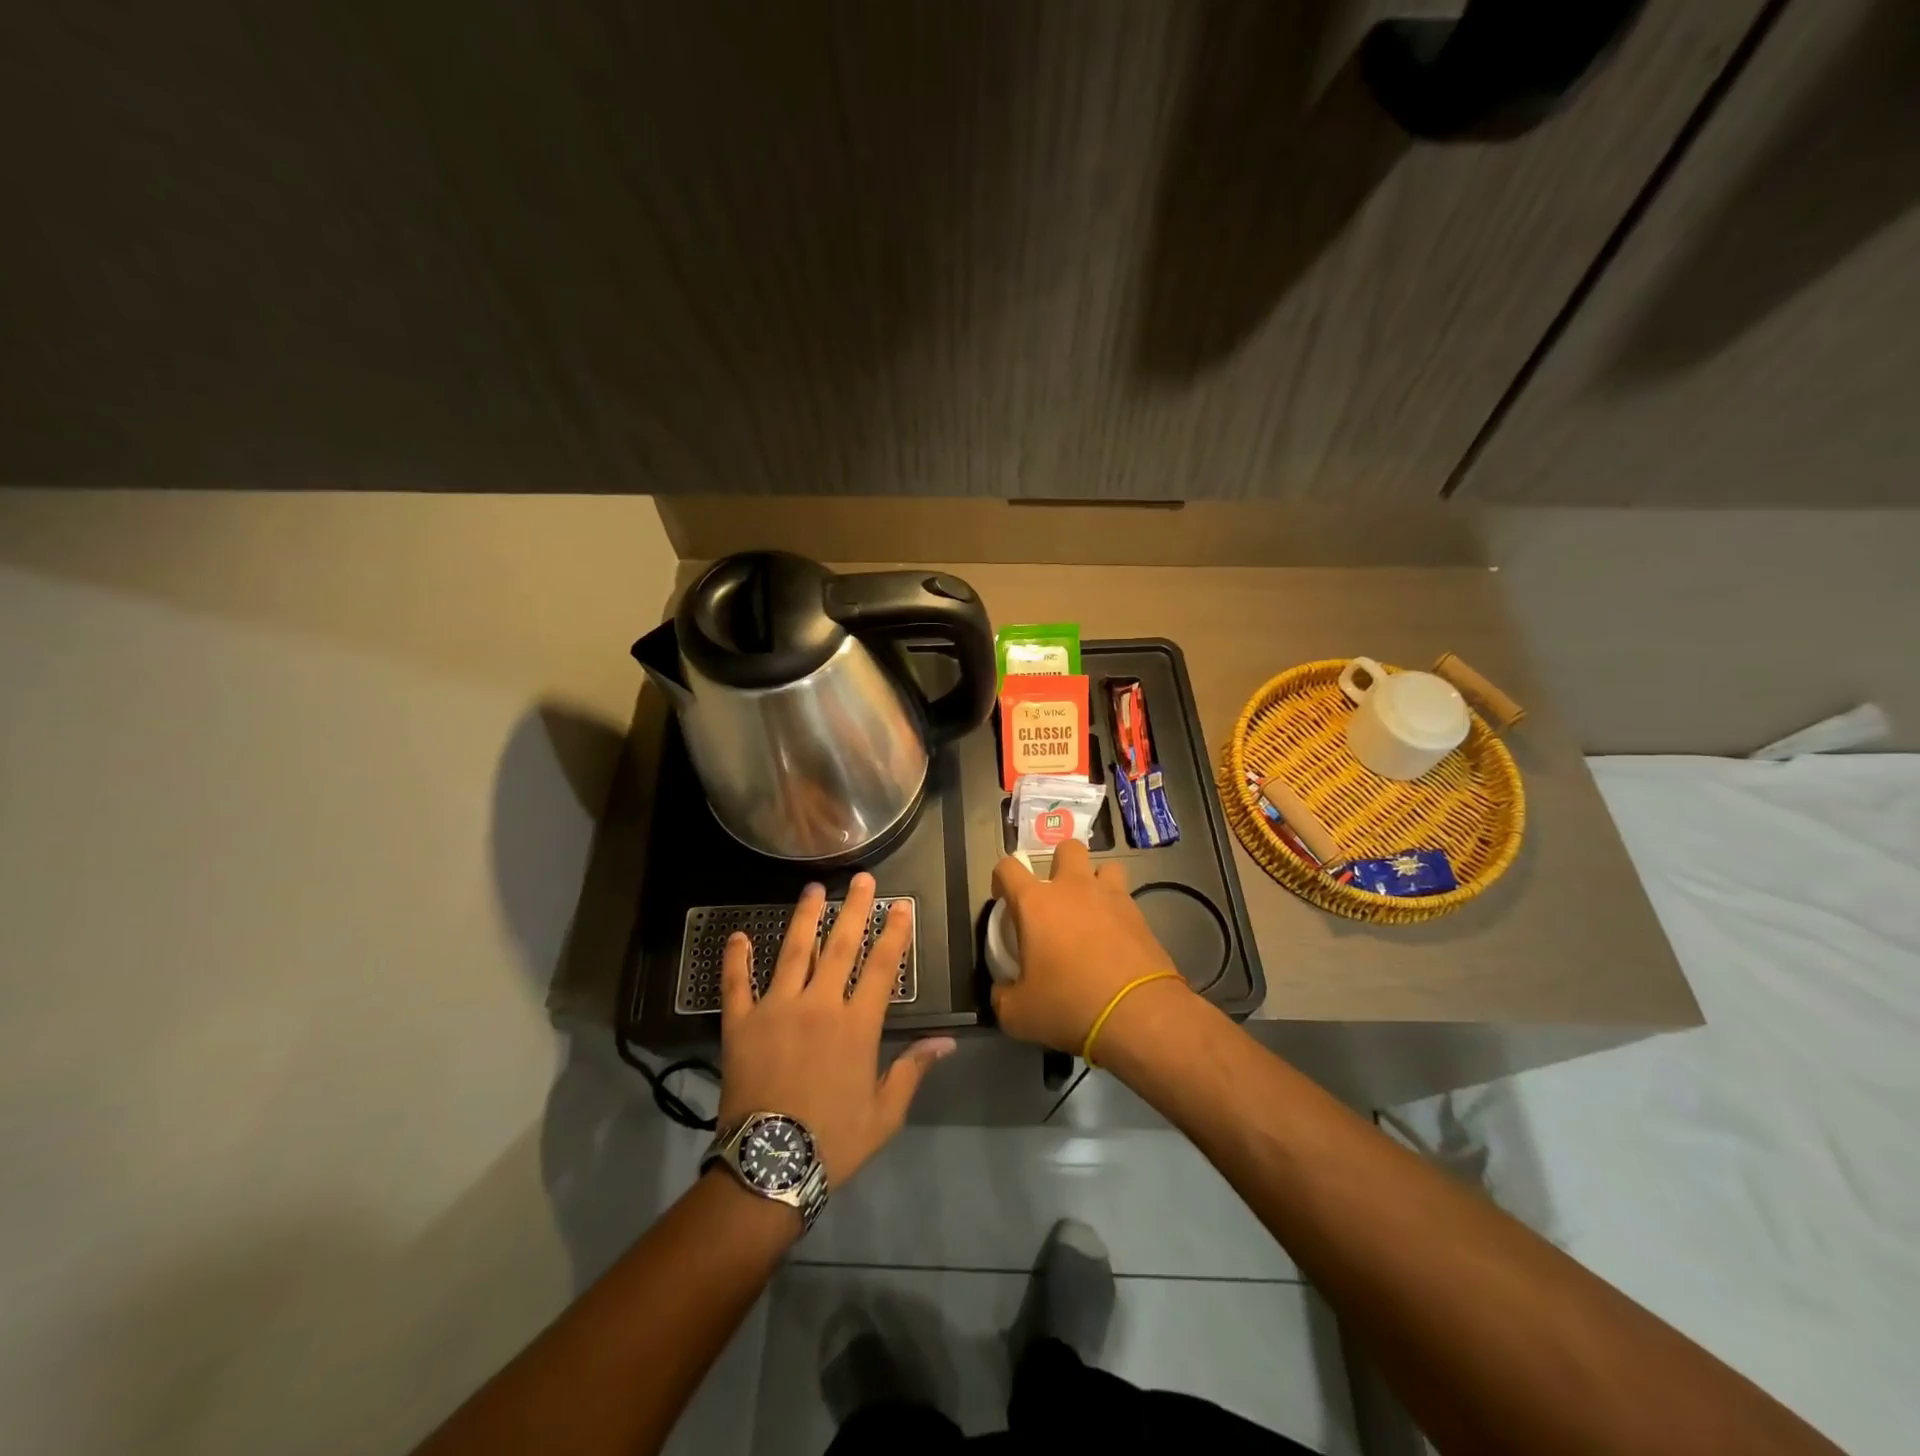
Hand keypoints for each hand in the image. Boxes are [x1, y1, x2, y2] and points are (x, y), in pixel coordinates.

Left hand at [718, 873, 954, 1187]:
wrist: (770, 1167)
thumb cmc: (833, 1140)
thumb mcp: (885, 1113)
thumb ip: (912, 1070)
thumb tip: (947, 1042)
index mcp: (857, 1025)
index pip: (882, 967)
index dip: (894, 933)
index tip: (901, 905)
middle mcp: (819, 1005)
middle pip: (841, 946)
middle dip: (855, 909)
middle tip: (862, 879)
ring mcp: (777, 1009)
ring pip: (794, 952)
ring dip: (805, 918)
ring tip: (813, 889)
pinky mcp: (741, 1024)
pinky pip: (737, 984)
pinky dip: (736, 959)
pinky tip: (738, 935)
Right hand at [990, 840, 1188, 1053]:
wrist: (1138, 1013)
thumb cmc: (1069, 1004)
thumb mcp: (1018, 1014)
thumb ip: (1002, 996)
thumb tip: (1003, 991)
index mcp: (1036, 902)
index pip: (1008, 867)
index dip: (1000, 878)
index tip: (1003, 900)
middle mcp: (1073, 888)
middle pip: (1067, 848)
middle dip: (1059, 864)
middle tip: (1055, 898)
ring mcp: (1111, 897)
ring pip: (1105, 867)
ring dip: (1095, 882)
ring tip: (1091, 910)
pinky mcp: (1140, 915)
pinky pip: (1125, 898)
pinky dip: (1117, 911)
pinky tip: (1115, 938)